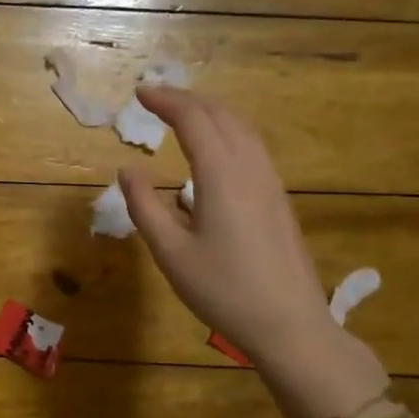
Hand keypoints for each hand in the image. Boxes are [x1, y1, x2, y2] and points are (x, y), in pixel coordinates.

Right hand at [119, 87, 387, 417]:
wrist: (290, 325)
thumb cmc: (223, 290)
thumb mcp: (170, 252)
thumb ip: (144, 206)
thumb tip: (128, 169)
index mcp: (222, 174)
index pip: (193, 119)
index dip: (165, 100)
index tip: (139, 92)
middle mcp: (250, 167)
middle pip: (221, 115)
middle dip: (187, 99)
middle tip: (155, 98)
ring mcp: (270, 182)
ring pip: (242, 128)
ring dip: (211, 112)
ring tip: (182, 115)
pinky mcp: (279, 199)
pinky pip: (252, 147)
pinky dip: (227, 131)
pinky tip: (214, 151)